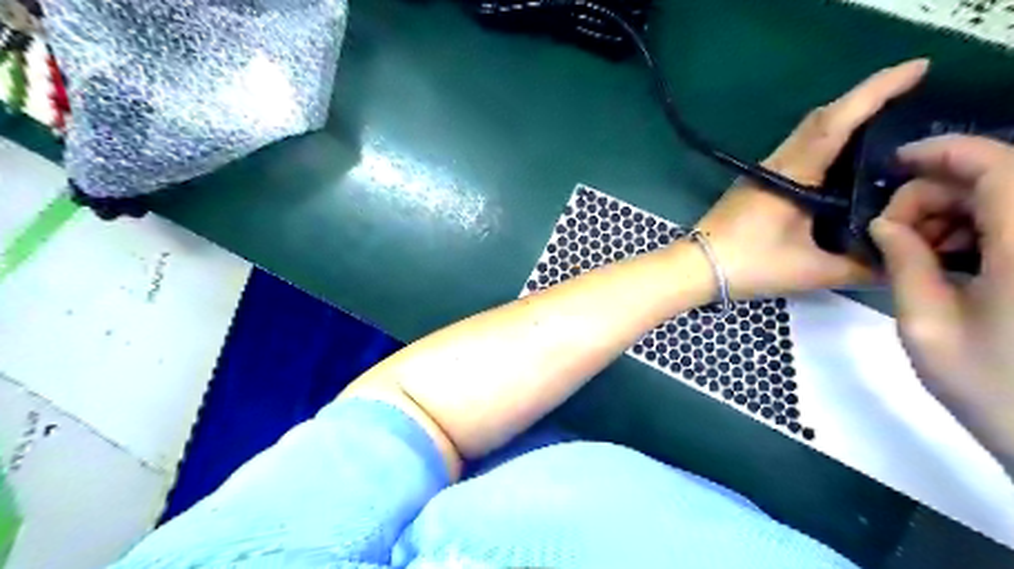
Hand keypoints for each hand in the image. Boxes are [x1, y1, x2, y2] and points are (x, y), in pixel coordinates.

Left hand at [698, 60, 923, 298]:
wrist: (696, 267)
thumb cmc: (748, 264)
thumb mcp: (809, 270)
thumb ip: (857, 267)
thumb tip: (897, 262)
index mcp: (793, 174)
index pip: (837, 121)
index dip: (878, 91)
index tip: (919, 67)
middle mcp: (778, 164)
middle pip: (823, 119)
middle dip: (867, 99)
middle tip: (911, 92)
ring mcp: (763, 172)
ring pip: (807, 134)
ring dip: (844, 121)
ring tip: (887, 123)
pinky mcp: (756, 184)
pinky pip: (797, 152)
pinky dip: (825, 144)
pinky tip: (841, 162)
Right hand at [867, 134, 1013, 471]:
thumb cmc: (995, 390)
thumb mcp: (926, 327)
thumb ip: (904, 265)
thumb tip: (884, 224)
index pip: (997, 166)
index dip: (943, 151)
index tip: (894, 163)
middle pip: (1001, 179)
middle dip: (937, 194)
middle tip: (894, 235)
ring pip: (1010, 201)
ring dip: (959, 213)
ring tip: (921, 253)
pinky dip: (983, 230)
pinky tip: (955, 261)